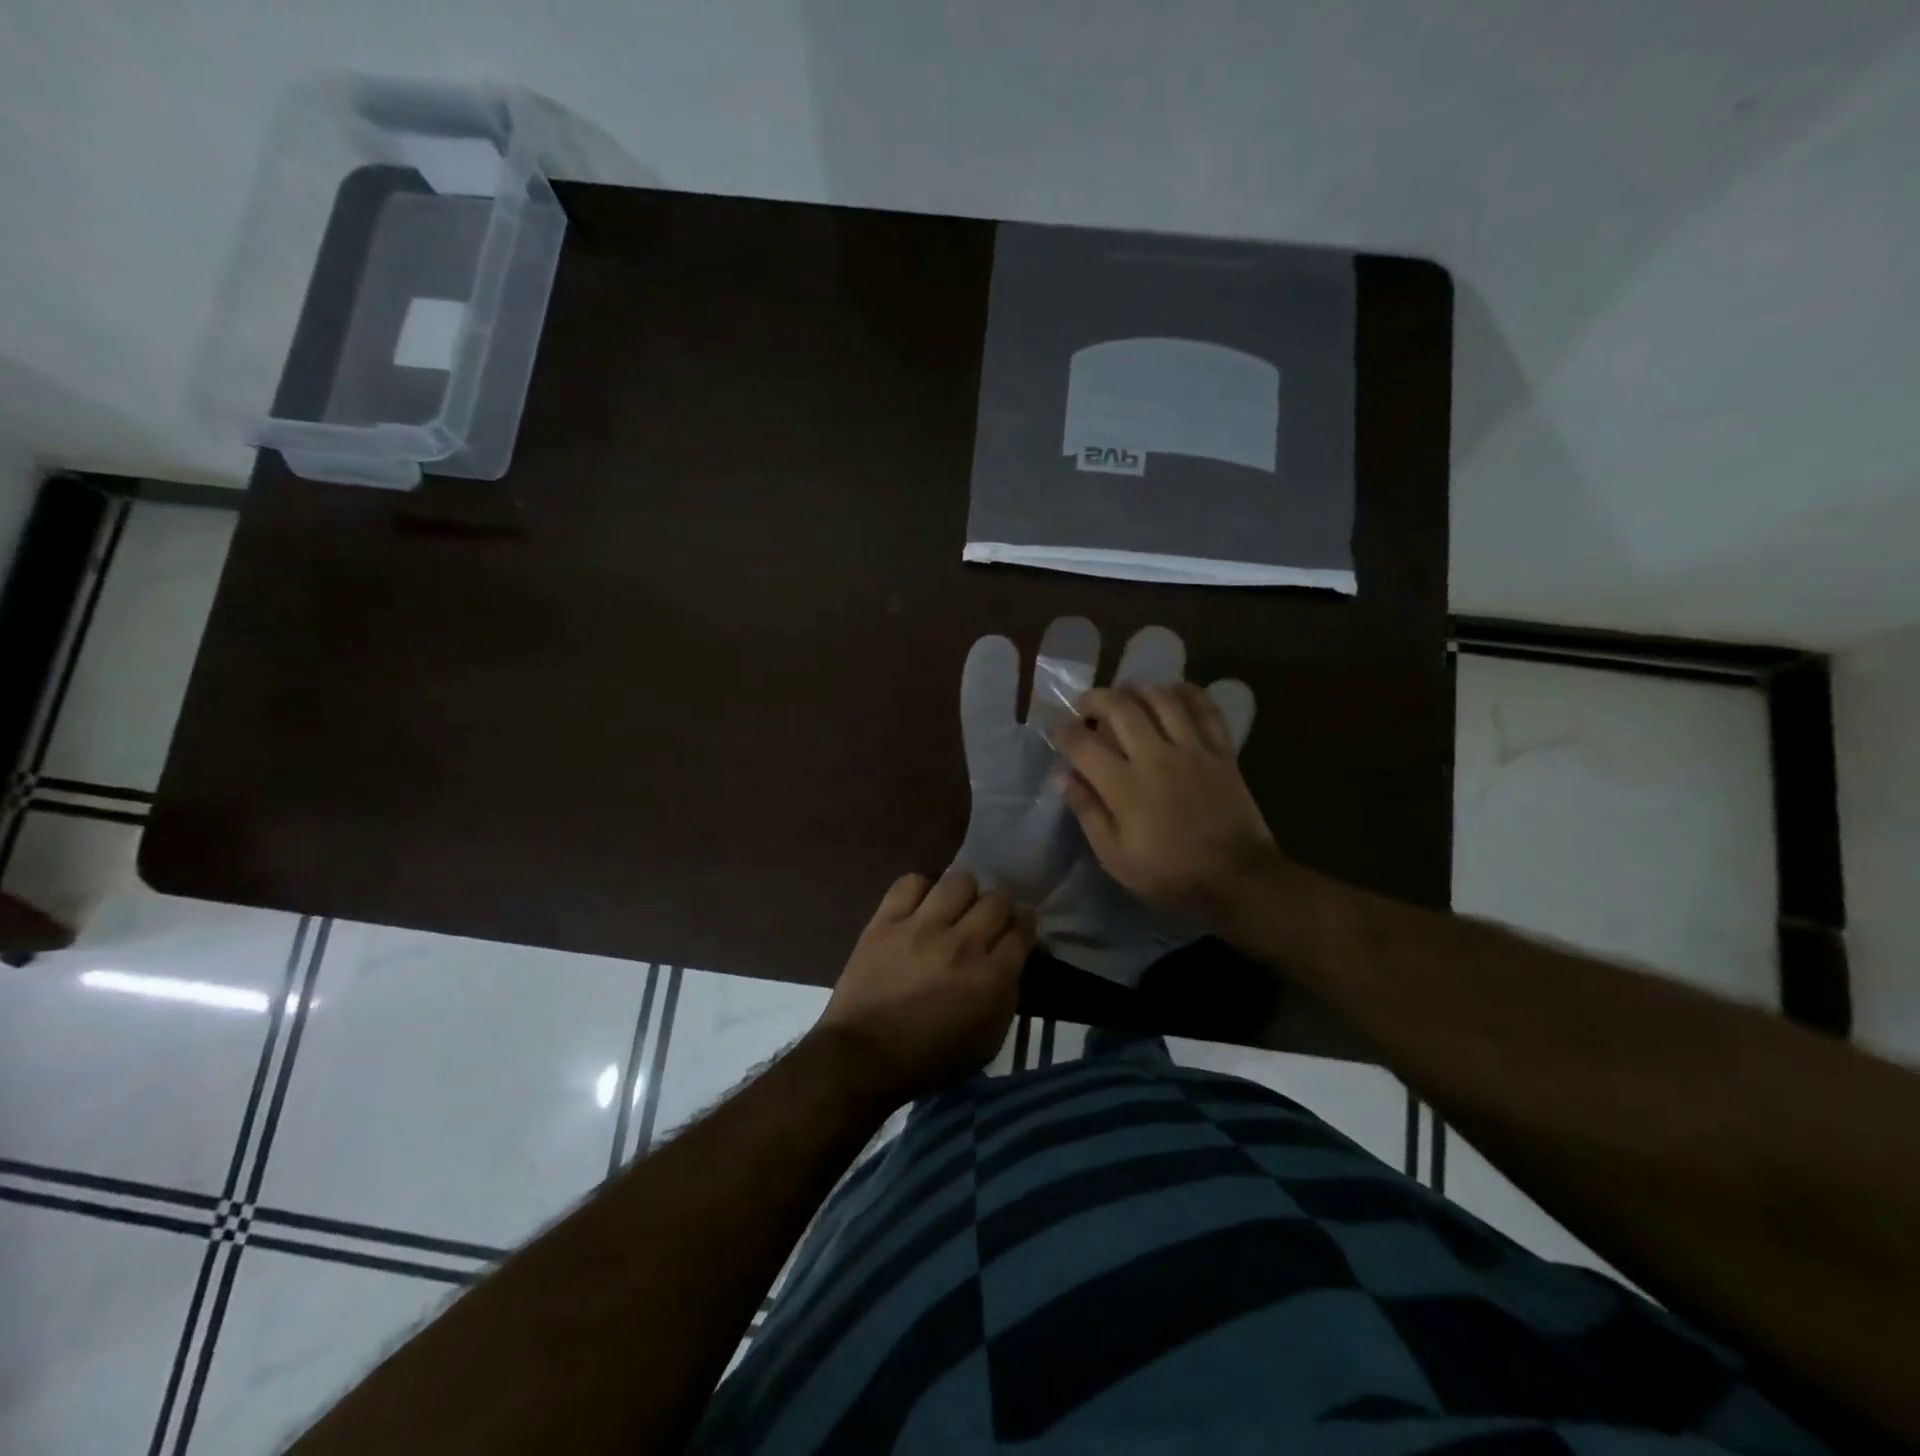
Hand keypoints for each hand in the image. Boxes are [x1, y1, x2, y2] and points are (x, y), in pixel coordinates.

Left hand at [814, 871, 1033, 1103]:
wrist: (864, 1057)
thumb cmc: (930, 1059)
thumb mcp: (987, 1041)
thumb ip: (1006, 996)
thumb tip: (1009, 962)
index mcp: (990, 977)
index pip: (1022, 929)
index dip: (1026, 923)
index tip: (1020, 925)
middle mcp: (962, 944)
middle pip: (996, 900)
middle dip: (1001, 905)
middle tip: (990, 916)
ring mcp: (921, 928)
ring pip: (958, 882)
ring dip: (964, 893)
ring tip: (956, 906)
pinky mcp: (886, 921)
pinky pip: (910, 883)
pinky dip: (921, 890)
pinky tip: (920, 906)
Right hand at [1056, 683, 1279, 925]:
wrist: (1237, 879)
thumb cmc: (1170, 874)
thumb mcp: (1115, 857)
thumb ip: (1088, 812)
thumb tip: (1064, 777)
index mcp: (1124, 786)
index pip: (1083, 744)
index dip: (1064, 732)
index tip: (1059, 733)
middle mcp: (1155, 757)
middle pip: (1119, 707)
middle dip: (1095, 699)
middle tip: (1087, 708)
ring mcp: (1192, 749)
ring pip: (1160, 698)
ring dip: (1136, 690)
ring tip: (1126, 697)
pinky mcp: (1221, 750)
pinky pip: (1204, 708)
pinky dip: (1186, 693)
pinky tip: (1172, 694)